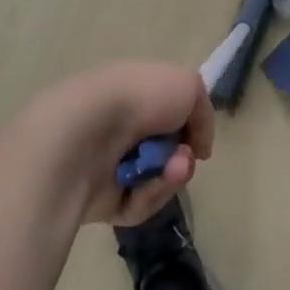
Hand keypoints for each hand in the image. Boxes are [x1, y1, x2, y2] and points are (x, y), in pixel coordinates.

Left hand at [15, 60, 216, 227]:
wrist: (87, 134)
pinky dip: (148, 195)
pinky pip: (138, 204)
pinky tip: (143, 186)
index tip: (197, 138)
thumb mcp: (188, 85)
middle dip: (182, 158)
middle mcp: (118, 127)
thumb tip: (197, 146)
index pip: (166, 113)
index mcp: (131, 92)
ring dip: (170, 177)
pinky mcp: (99, 198)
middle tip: (183, 158)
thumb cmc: (138, 98)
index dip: (187, 127)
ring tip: (169, 171)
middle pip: (165, 152)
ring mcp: (107, 163)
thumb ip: (202, 112)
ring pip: (155, 180)